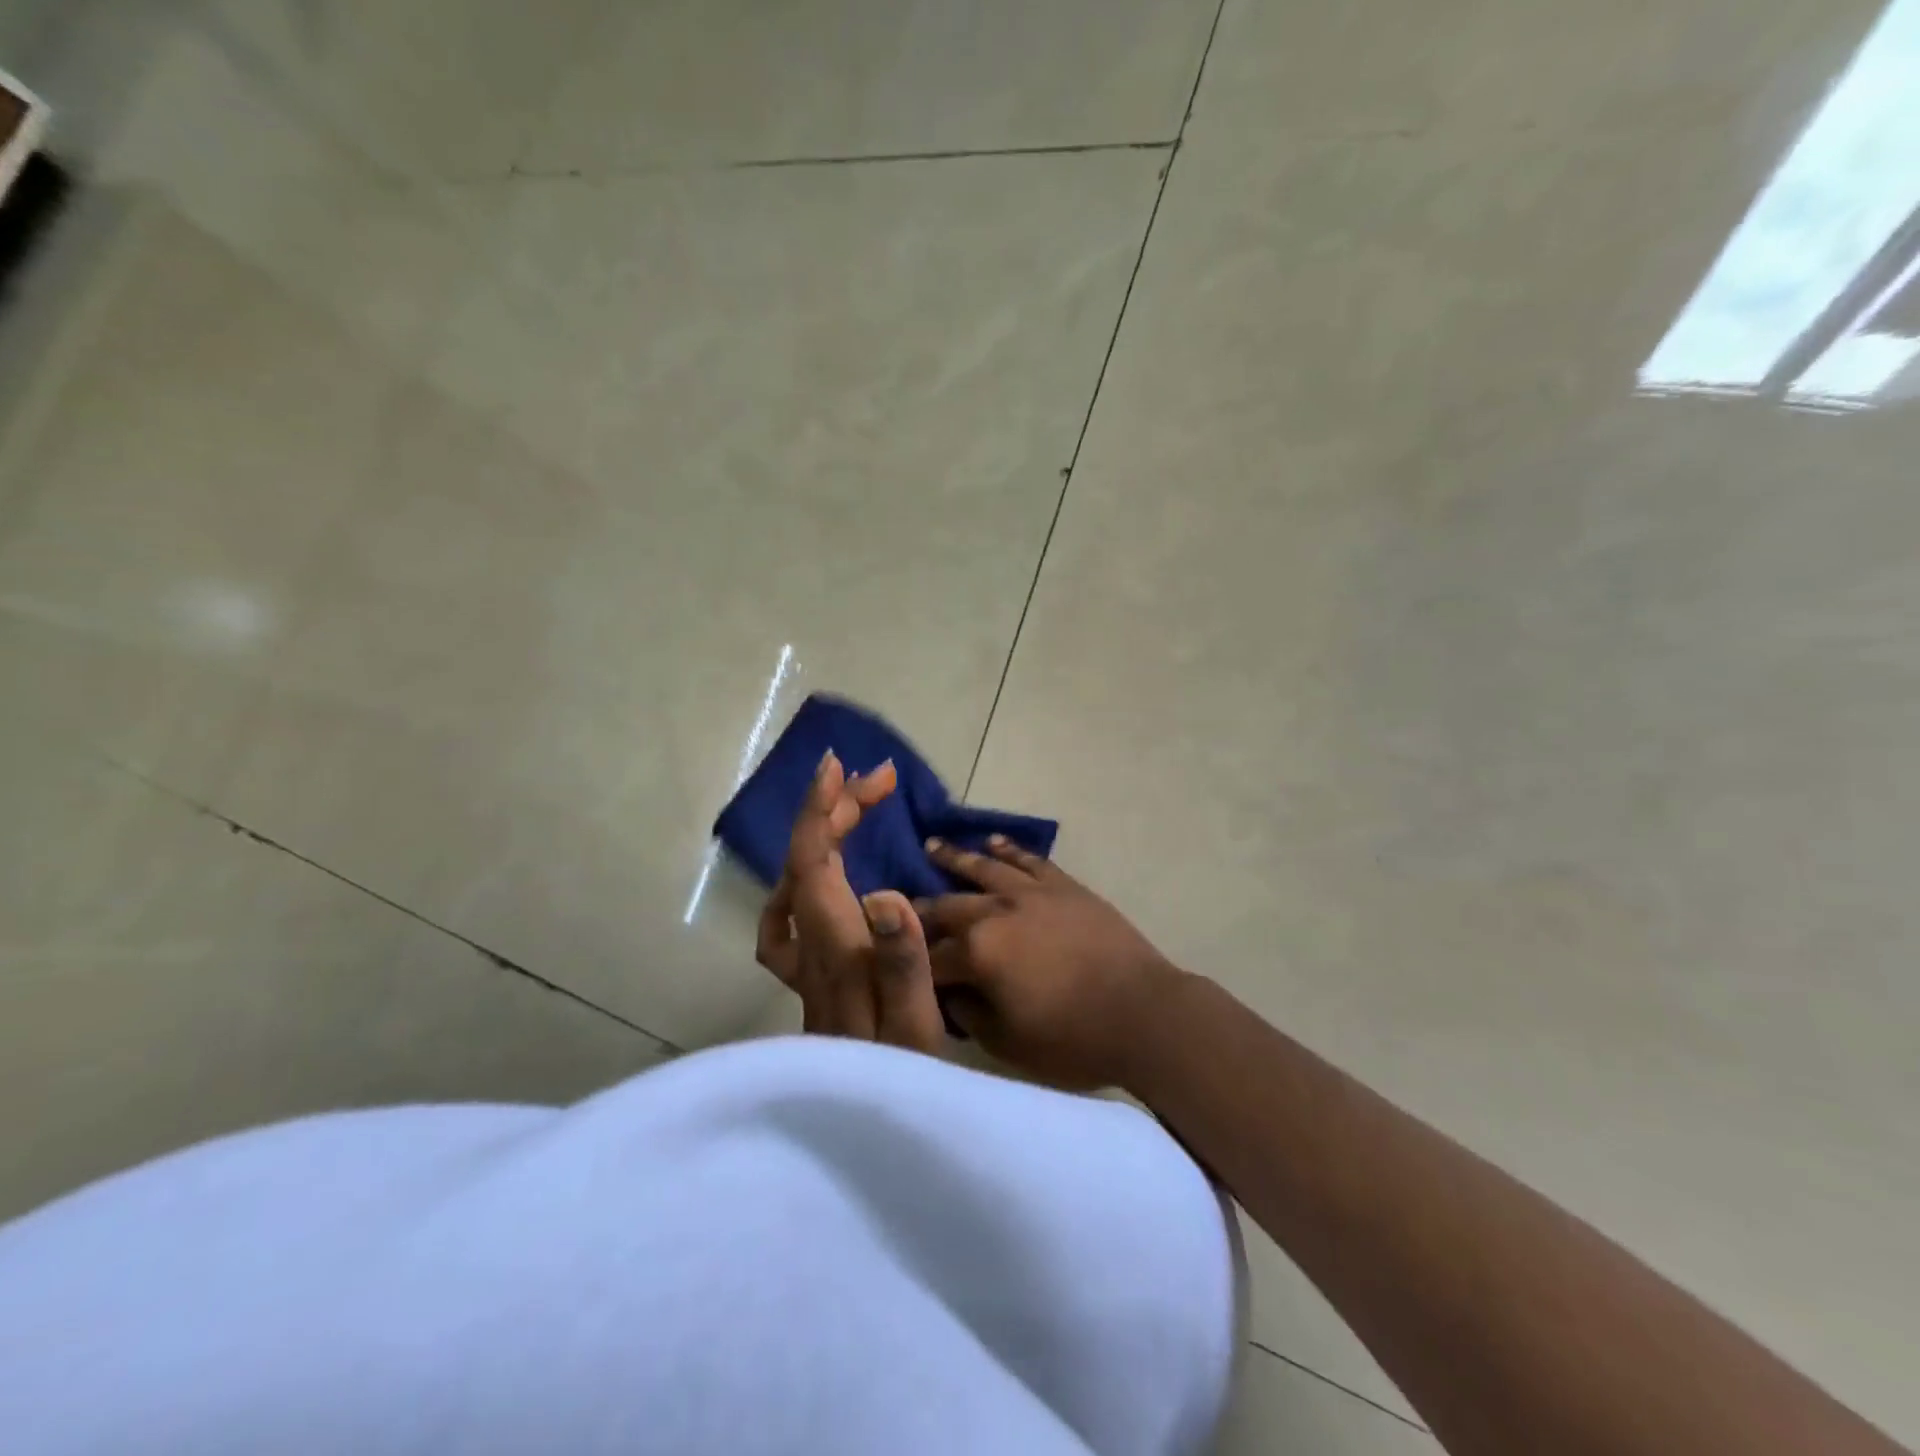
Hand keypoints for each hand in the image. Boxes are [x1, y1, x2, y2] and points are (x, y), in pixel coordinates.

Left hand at [755, 751, 946, 1054]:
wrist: (859, 1132)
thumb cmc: (898, 1079)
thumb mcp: (915, 1028)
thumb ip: (901, 964)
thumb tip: (884, 896)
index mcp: (837, 947)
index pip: (813, 862)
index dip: (820, 810)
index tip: (838, 767)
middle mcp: (812, 946)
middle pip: (806, 861)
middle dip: (835, 810)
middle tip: (879, 781)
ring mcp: (806, 962)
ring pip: (798, 880)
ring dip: (821, 834)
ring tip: (853, 808)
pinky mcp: (811, 976)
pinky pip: (792, 913)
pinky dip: (803, 878)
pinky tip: (817, 878)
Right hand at [918, 838, 1177, 1088]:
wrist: (1143, 1012)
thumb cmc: (1073, 1038)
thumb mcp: (1008, 1042)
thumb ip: (969, 1015)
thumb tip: (948, 994)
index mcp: (977, 953)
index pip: (930, 956)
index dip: (912, 963)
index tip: (894, 961)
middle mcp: (996, 912)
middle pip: (948, 906)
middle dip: (921, 908)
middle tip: (898, 902)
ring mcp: (1032, 893)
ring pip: (984, 869)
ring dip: (955, 858)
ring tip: (932, 845)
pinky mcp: (1063, 886)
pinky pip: (1029, 860)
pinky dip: (1008, 849)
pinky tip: (992, 842)